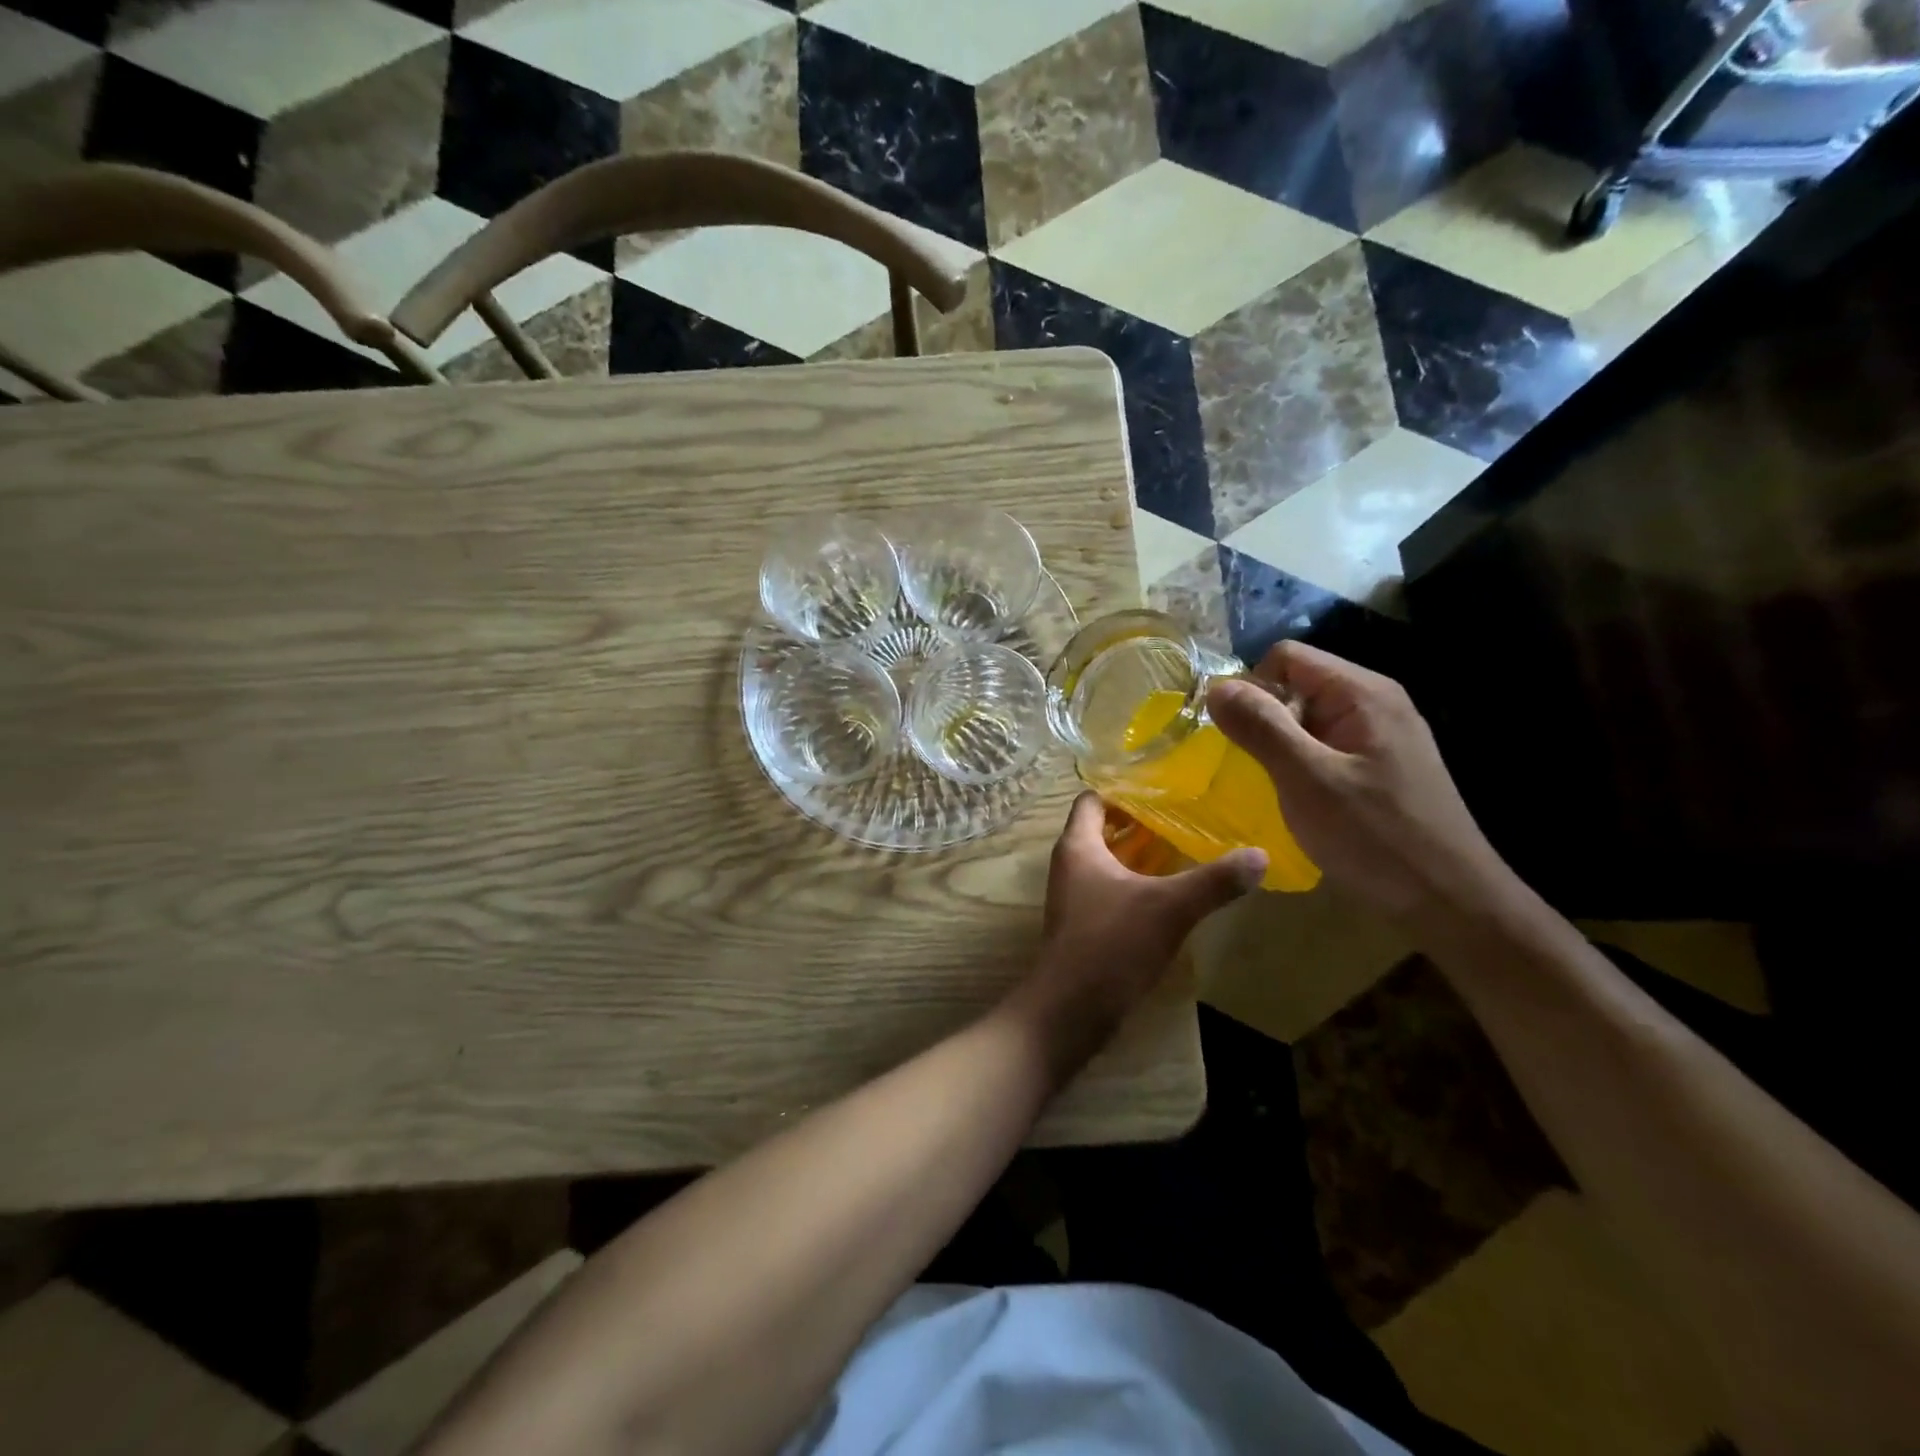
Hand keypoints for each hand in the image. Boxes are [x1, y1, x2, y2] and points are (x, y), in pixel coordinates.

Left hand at [1032, 793, 1264, 1021]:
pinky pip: (1110, 889)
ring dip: (1139, 854)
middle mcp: (1070, 865)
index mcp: (1078, 846)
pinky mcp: (1084, 924)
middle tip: (1182, 814)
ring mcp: (1074, 897)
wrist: (1070, 1009)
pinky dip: (1135, 883)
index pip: (1092, 799)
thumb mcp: (1169, 908)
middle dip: (1139, 821)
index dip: (1122, 789)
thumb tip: (1260, 855)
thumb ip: (1214, 881)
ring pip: (1107, 861)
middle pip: (1102, 829)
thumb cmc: (1112, 944)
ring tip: (1183, 847)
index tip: (1161, 786)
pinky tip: (1169, 892)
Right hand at [1206, 641, 1511, 919]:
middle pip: (1297, 684)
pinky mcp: (1380, 766)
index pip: (1286, 657)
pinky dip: (1300, 764)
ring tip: (1271, 786)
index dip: (1251, 687)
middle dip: (1264, 718)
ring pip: (1307, 718)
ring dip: (1279, 744)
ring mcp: (1380, 736)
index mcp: (1363, 694)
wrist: (1449, 903)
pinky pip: (1324, 745)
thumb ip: (1262, 727)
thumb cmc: (1375, 837)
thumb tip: (1215, 687)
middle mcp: (1375, 703)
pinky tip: (1299, 799)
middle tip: (1251, 766)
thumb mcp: (1307, 780)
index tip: (1235, 735)